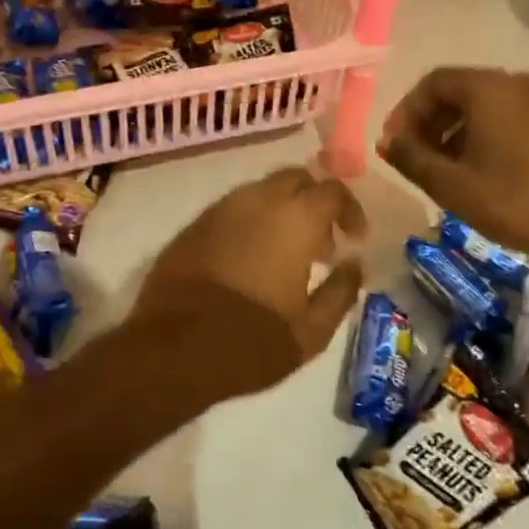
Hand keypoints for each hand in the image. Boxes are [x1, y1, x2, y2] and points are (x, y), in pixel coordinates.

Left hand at [136, 168, 366, 398]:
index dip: (351, 210)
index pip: (333, 190)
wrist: (172, 350)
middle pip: (296, 178)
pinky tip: (251, 260)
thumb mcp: (312, 330)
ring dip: (283, 211)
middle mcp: (258, 200)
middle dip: (315, 201)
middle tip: (323, 244)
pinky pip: (234, 210)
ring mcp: (221, 208)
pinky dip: (252, 222)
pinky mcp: (194, 225)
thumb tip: (354, 264)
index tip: (355, 239)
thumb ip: (341, 291)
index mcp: (295, 218)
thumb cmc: (253, 341)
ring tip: (287, 256)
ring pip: (263, 191)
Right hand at [377, 67, 528, 267]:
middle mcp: (517, 82)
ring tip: (443, 167)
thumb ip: (411, 157)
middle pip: (459, 89)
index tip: (394, 144)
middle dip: (430, 121)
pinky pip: (510, 113)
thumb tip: (386, 141)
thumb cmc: (515, 202)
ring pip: (485, 103)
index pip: (433, 82)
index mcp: (490, 88)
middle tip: (414, 156)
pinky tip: (480, 167)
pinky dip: (485, 132)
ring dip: (456, 128)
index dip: (406, 111)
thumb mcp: (451, 185)